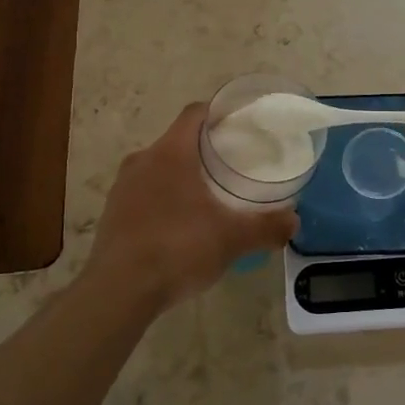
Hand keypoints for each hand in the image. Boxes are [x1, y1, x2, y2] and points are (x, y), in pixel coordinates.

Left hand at [85, 105, 298, 310]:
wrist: (119, 291)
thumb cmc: (178, 249)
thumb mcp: (232, 239)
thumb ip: (266, 227)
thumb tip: (293, 221)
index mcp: (171, 152)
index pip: (195, 113)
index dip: (218, 113)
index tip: (240, 125)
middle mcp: (142, 160)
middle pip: (177, 140)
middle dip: (204, 149)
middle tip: (232, 165)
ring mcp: (122, 187)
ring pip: (158, 168)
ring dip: (182, 175)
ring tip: (209, 196)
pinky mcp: (111, 213)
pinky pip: (143, 193)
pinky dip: (163, 199)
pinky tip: (180, 225)